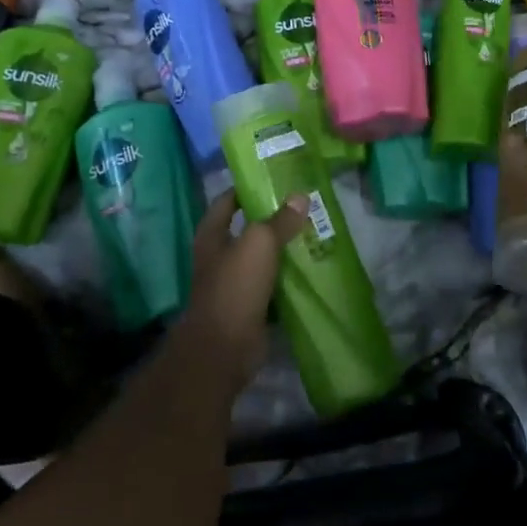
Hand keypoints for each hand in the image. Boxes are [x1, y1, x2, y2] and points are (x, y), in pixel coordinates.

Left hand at [180, 189, 307, 390]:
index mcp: (212, 236)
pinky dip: (288, 278)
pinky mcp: (250, 307)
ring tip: (314, 232)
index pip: (226, 201)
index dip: (246, 188)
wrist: (224, 347)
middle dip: (272, 218)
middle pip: (247, 230)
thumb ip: (280, 220)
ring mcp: (234, 284)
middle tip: (303, 205)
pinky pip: (273, 285)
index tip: (273, 178)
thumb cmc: (235, 286)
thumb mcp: (260, 243)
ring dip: (283, 249)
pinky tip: (311, 268)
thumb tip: (300, 195)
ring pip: (262, 258)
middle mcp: (219, 257)